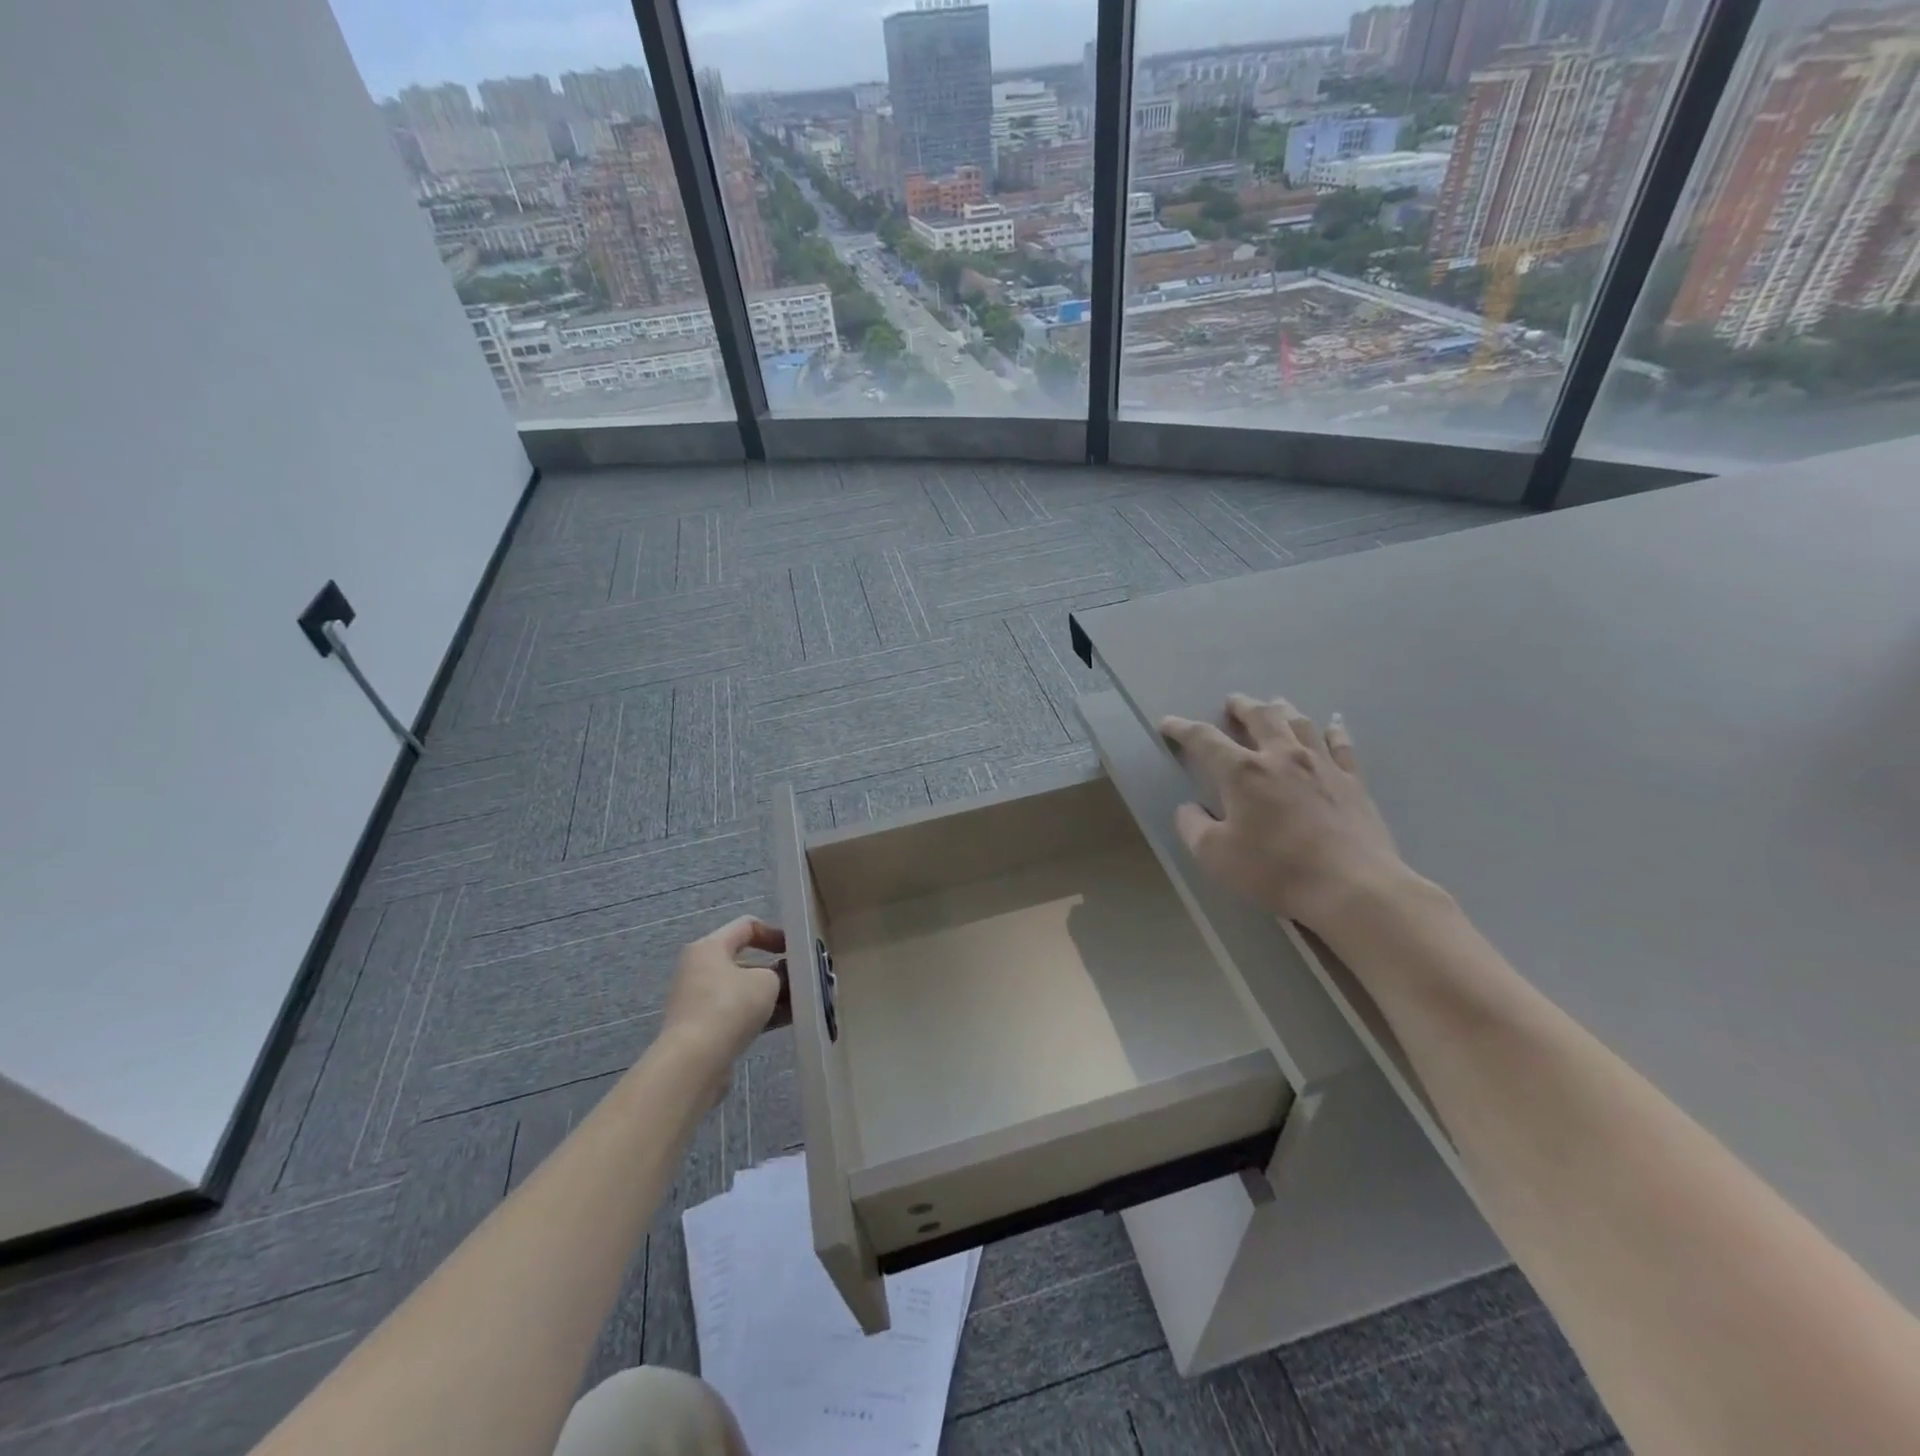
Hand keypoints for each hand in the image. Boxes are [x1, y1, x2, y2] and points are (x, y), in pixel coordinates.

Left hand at [660, 917, 787, 1087]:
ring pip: (743, 990)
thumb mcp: (766, 981)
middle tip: (803, 980)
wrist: (693, 1062)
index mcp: (709, 947)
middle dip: (776, 970)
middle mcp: (700, 969)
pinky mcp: (703, 1029)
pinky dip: (760, 1014)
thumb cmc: (729, 1007)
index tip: (796, 950)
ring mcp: (699, 1001)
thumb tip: (779, 979)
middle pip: (745, 961)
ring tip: (802, 1003)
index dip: (775, 933)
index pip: (747, 926)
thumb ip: (779, 973)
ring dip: (771, 995)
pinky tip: (787, 1021)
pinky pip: (737, 1013)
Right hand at [1159, 695, 1417, 932]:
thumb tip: (1188, 808)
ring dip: (1282, 710)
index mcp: (1243, 772)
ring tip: (1274, 705)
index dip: (1182, 728)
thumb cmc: (1275, 870)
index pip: (1204, 739)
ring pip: (1299, 723)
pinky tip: (1331, 724)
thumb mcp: (1214, 855)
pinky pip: (1341, 745)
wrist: (1352, 887)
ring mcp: (1322, 765)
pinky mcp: (1353, 781)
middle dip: (1241, 706)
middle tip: (1232, 702)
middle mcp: (1281, 756)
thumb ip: (1192, 826)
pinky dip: (1332, 730)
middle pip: (1260, 717)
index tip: (1167, 723)